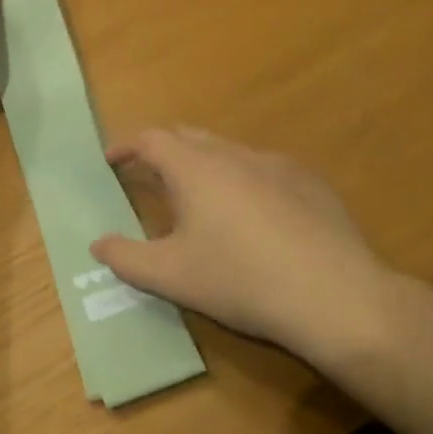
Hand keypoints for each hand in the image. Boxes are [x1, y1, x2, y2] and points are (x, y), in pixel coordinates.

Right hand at [91, 128, 403, 366]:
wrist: (335, 297)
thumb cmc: (240, 280)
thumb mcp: (171, 277)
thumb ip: (126, 258)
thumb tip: (98, 244)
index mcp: (194, 168)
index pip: (150, 139)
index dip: (126, 146)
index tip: (111, 160)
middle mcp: (233, 154)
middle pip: (189, 136)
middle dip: (163, 150)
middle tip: (151, 176)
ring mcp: (276, 165)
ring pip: (228, 151)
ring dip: (204, 164)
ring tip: (201, 199)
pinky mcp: (310, 183)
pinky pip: (264, 169)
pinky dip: (244, 180)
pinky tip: (255, 217)